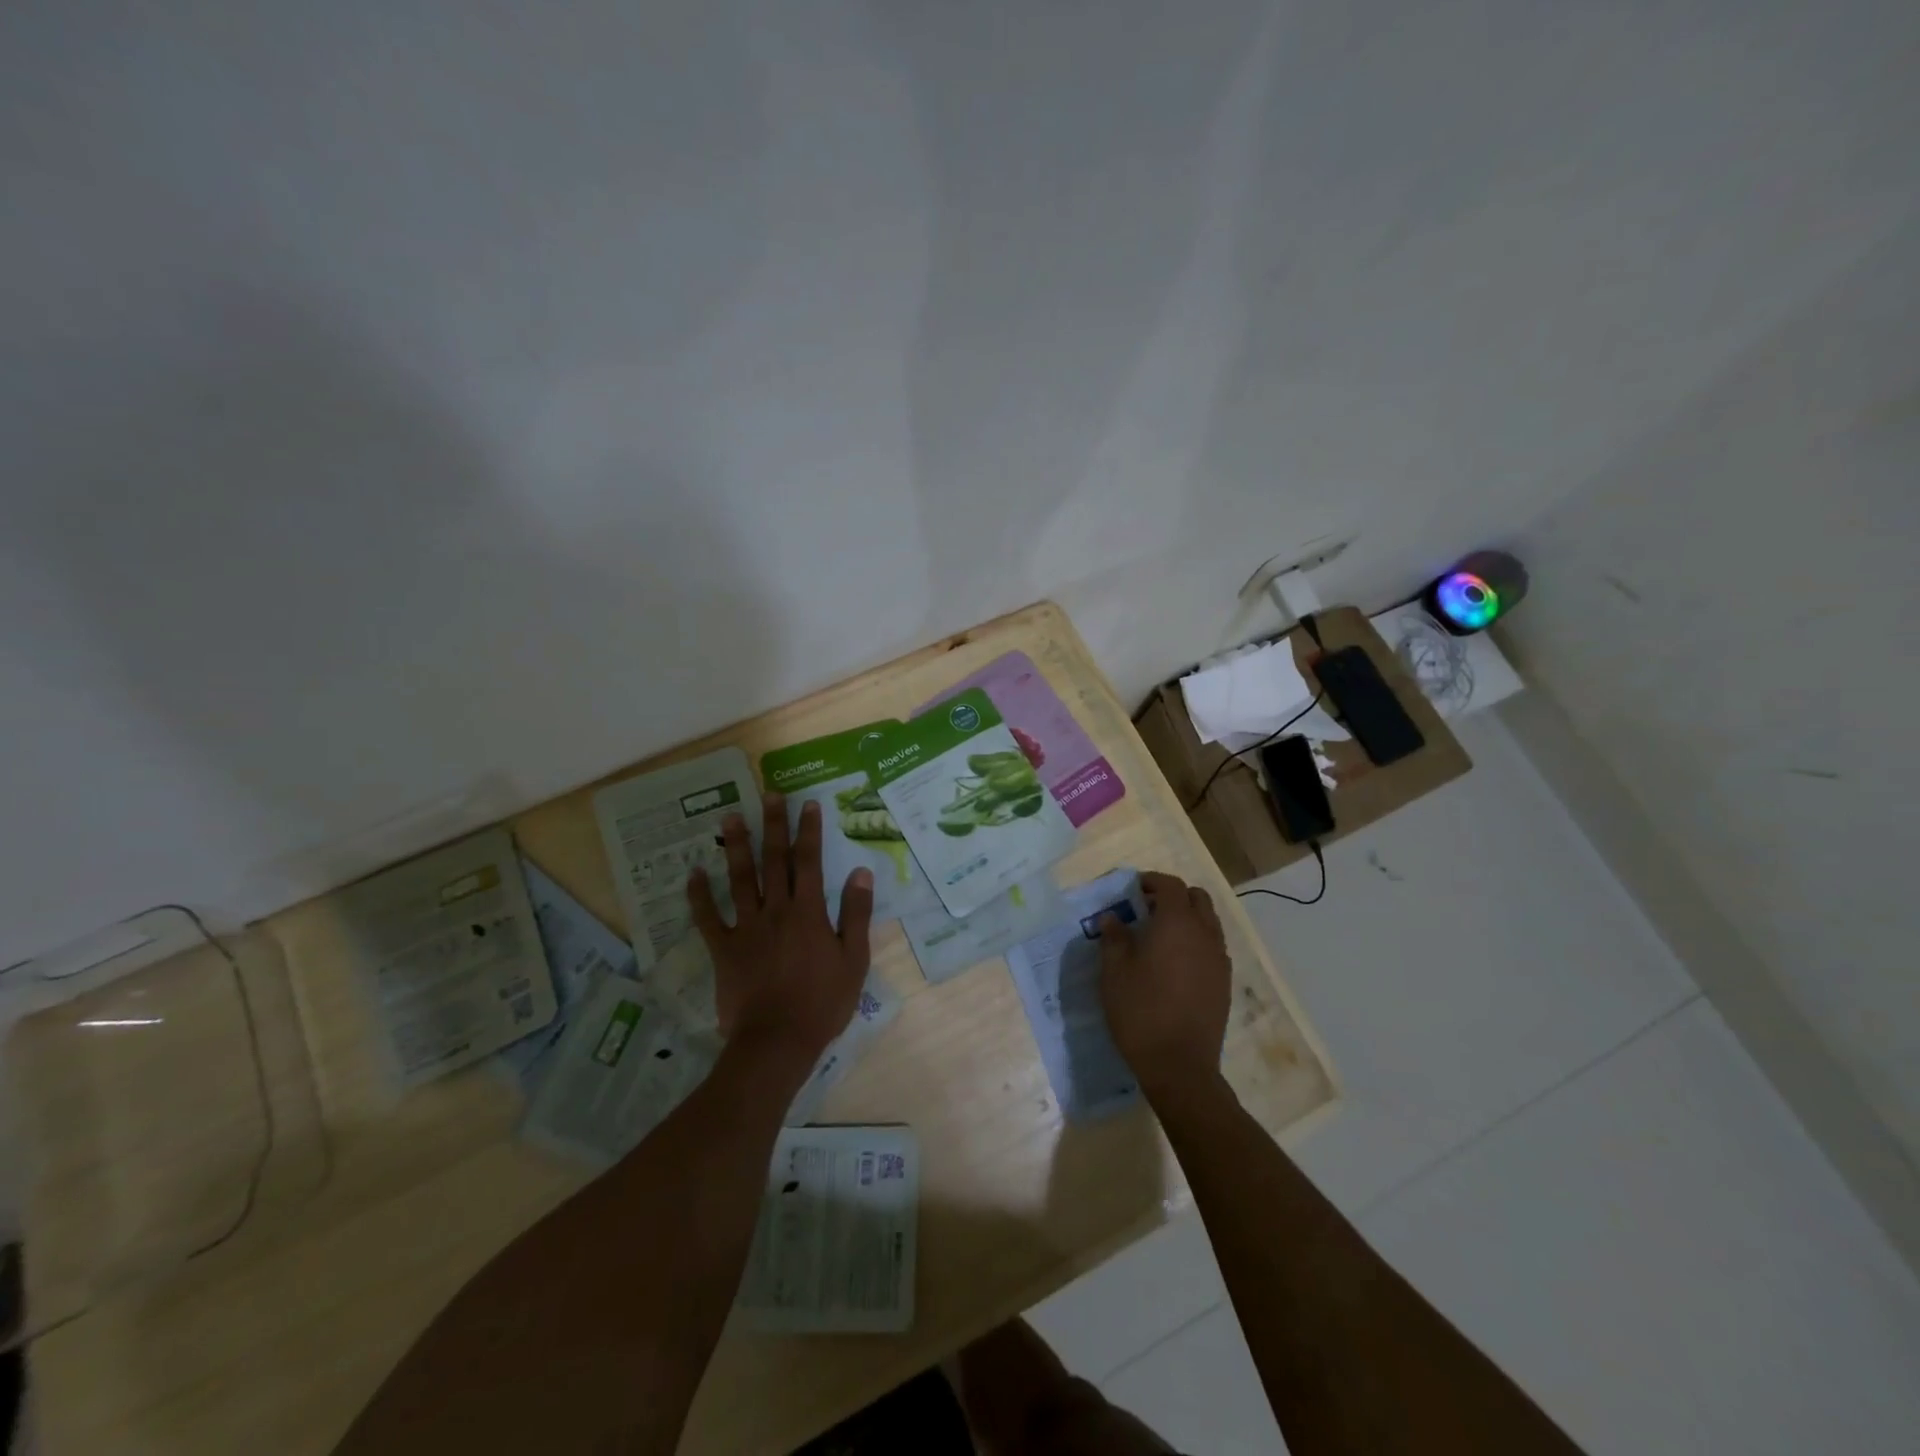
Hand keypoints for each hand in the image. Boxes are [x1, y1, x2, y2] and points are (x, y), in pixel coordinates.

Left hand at [687, 793, 874, 1075]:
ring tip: (730, 817)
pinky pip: (707, 918)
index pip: (810, 861)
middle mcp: (776, 910)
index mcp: (809, 912)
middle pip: (774, 860)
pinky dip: (699, 895)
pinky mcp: (724, 949)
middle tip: (769, 795)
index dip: (809, 831)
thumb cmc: (822, 1002)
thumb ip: (856, 914)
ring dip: (736, 847)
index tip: (808, 804)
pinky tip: (693, 873)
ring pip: (740, 879)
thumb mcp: (854, 960)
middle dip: (773, 825)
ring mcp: (746, 928)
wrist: (777, 1041)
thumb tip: (861, 872)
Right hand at [1097, 871, 1230, 1101]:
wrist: (1179, 1066)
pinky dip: (1196, 941)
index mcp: (1177, 923)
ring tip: (1161, 936)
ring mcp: (1219, 959)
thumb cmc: (1140, 1011)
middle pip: (1197, 898)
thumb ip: (1113, 937)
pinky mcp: (1224, 982)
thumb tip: (1112, 917)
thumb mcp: (1114, 972)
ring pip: (1209, 922)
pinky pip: (1213, 946)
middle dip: (1173, 896)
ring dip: (1187, 918)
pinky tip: (1175, 963)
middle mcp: (1204, 934)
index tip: (1133, 889)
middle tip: (1147, 909)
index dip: (1151, 881)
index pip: (1170, 885)